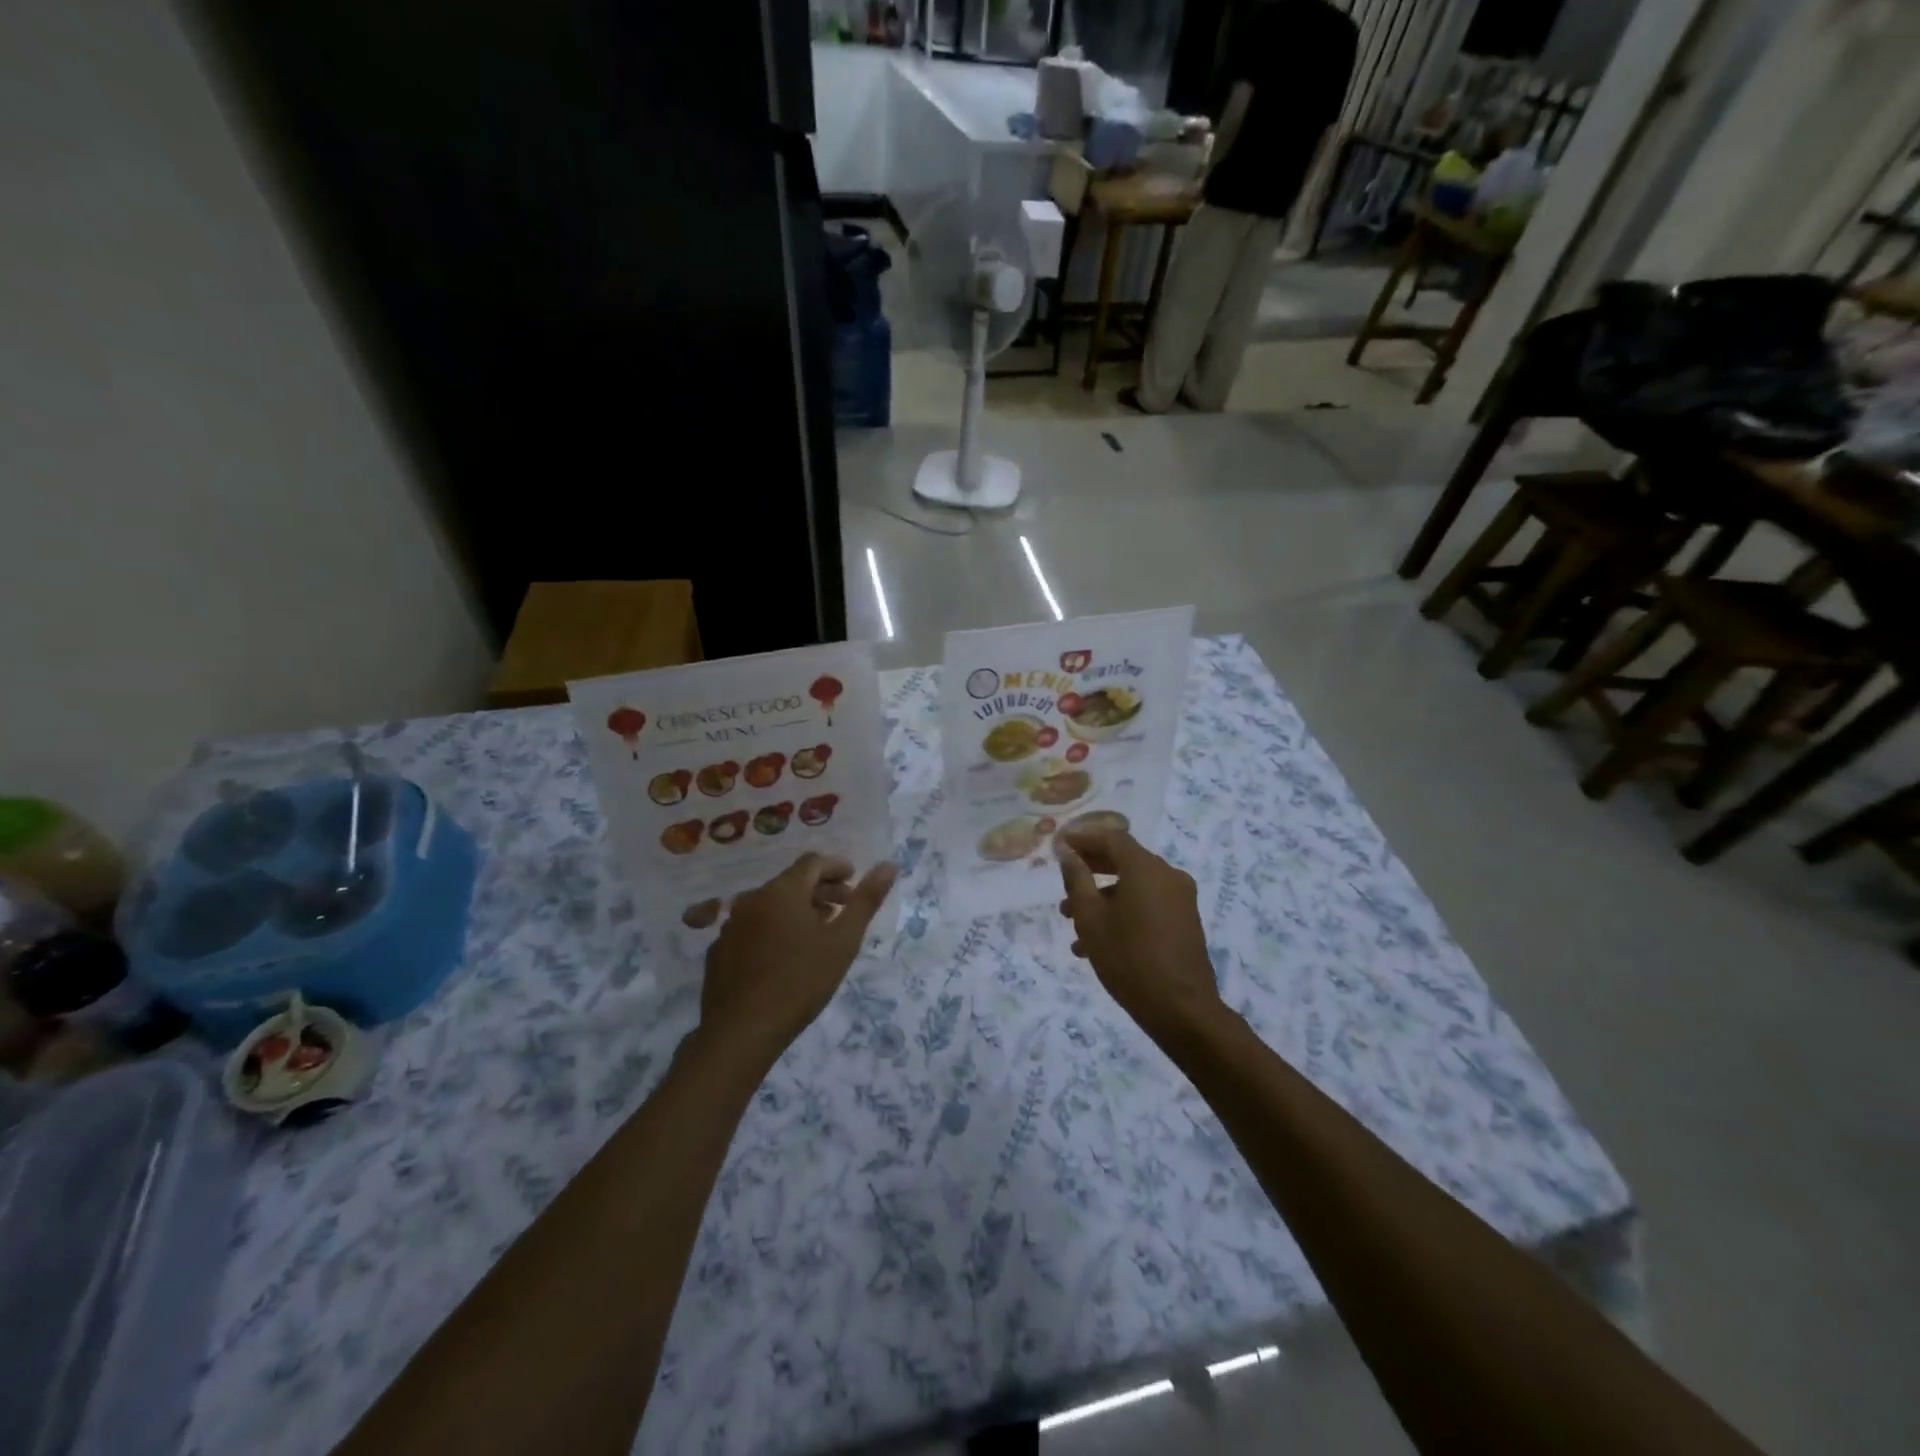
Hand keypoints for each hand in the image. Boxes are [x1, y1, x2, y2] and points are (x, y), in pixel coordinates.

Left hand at [700, 851, 896, 1067]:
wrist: (741, 1030)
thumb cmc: (800, 981)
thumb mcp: (843, 942)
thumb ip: (866, 901)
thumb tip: (889, 865)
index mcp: (783, 891)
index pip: (812, 862)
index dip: (836, 868)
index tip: (853, 881)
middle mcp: (753, 899)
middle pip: (792, 882)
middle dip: (820, 889)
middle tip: (843, 907)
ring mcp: (732, 924)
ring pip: (771, 905)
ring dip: (797, 909)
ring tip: (818, 931)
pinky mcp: (720, 950)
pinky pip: (753, 927)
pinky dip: (774, 928)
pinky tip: (785, 955)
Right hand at [1056, 823, 1222, 1039]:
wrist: (1181, 1009)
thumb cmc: (1129, 959)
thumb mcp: (1091, 919)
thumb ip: (1077, 880)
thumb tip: (1068, 853)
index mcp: (1145, 868)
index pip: (1111, 837)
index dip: (1083, 837)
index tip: (1059, 844)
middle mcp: (1167, 875)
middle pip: (1124, 859)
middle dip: (1091, 868)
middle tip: (1063, 879)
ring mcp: (1180, 899)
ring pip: (1133, 886)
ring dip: (1102, 897)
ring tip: (1071, 922)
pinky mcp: (1184, 921)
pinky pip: (1147, 904)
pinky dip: (1122, 912)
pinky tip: (1096, 943)